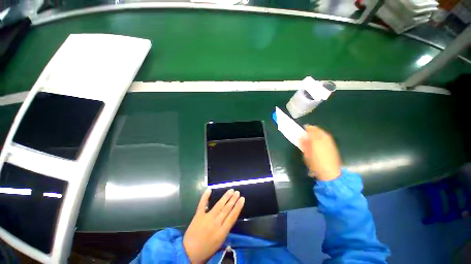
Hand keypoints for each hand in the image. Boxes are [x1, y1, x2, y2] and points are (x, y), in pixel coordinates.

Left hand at [183, 189, 244, 263]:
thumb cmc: (206, 250)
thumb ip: (226, 230)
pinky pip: (202, 204)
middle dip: (233, 199)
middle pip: (227, 208)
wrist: (189, 253)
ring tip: (231, 190)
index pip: (233, 216)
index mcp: (222, 231)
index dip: (238, 207)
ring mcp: (207, 217)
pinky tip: (209, 189)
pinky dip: (205, 196)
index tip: (242, 199)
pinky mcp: (198, 215)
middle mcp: (216, 223)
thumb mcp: (220, 243)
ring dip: (225, 197)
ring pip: (218, 205)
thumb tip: (230, 218)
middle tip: (237, 192)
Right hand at [300, 125, 341, 180]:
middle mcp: (324, 137)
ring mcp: (330, 141)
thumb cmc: (315, 163)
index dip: (304, 129)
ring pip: (321, 133)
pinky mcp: (333, 145)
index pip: (310, 128)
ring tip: (311, 140)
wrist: (330, 172)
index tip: (300, 133)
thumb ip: (304, 143)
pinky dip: (321, 138)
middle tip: (305, 136)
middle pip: (316, 129)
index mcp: (316, 138)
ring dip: (315, 134)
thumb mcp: (306, 153)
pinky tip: (318, 144)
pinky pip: (325, 137)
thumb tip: (301, 136)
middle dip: (310, 131)